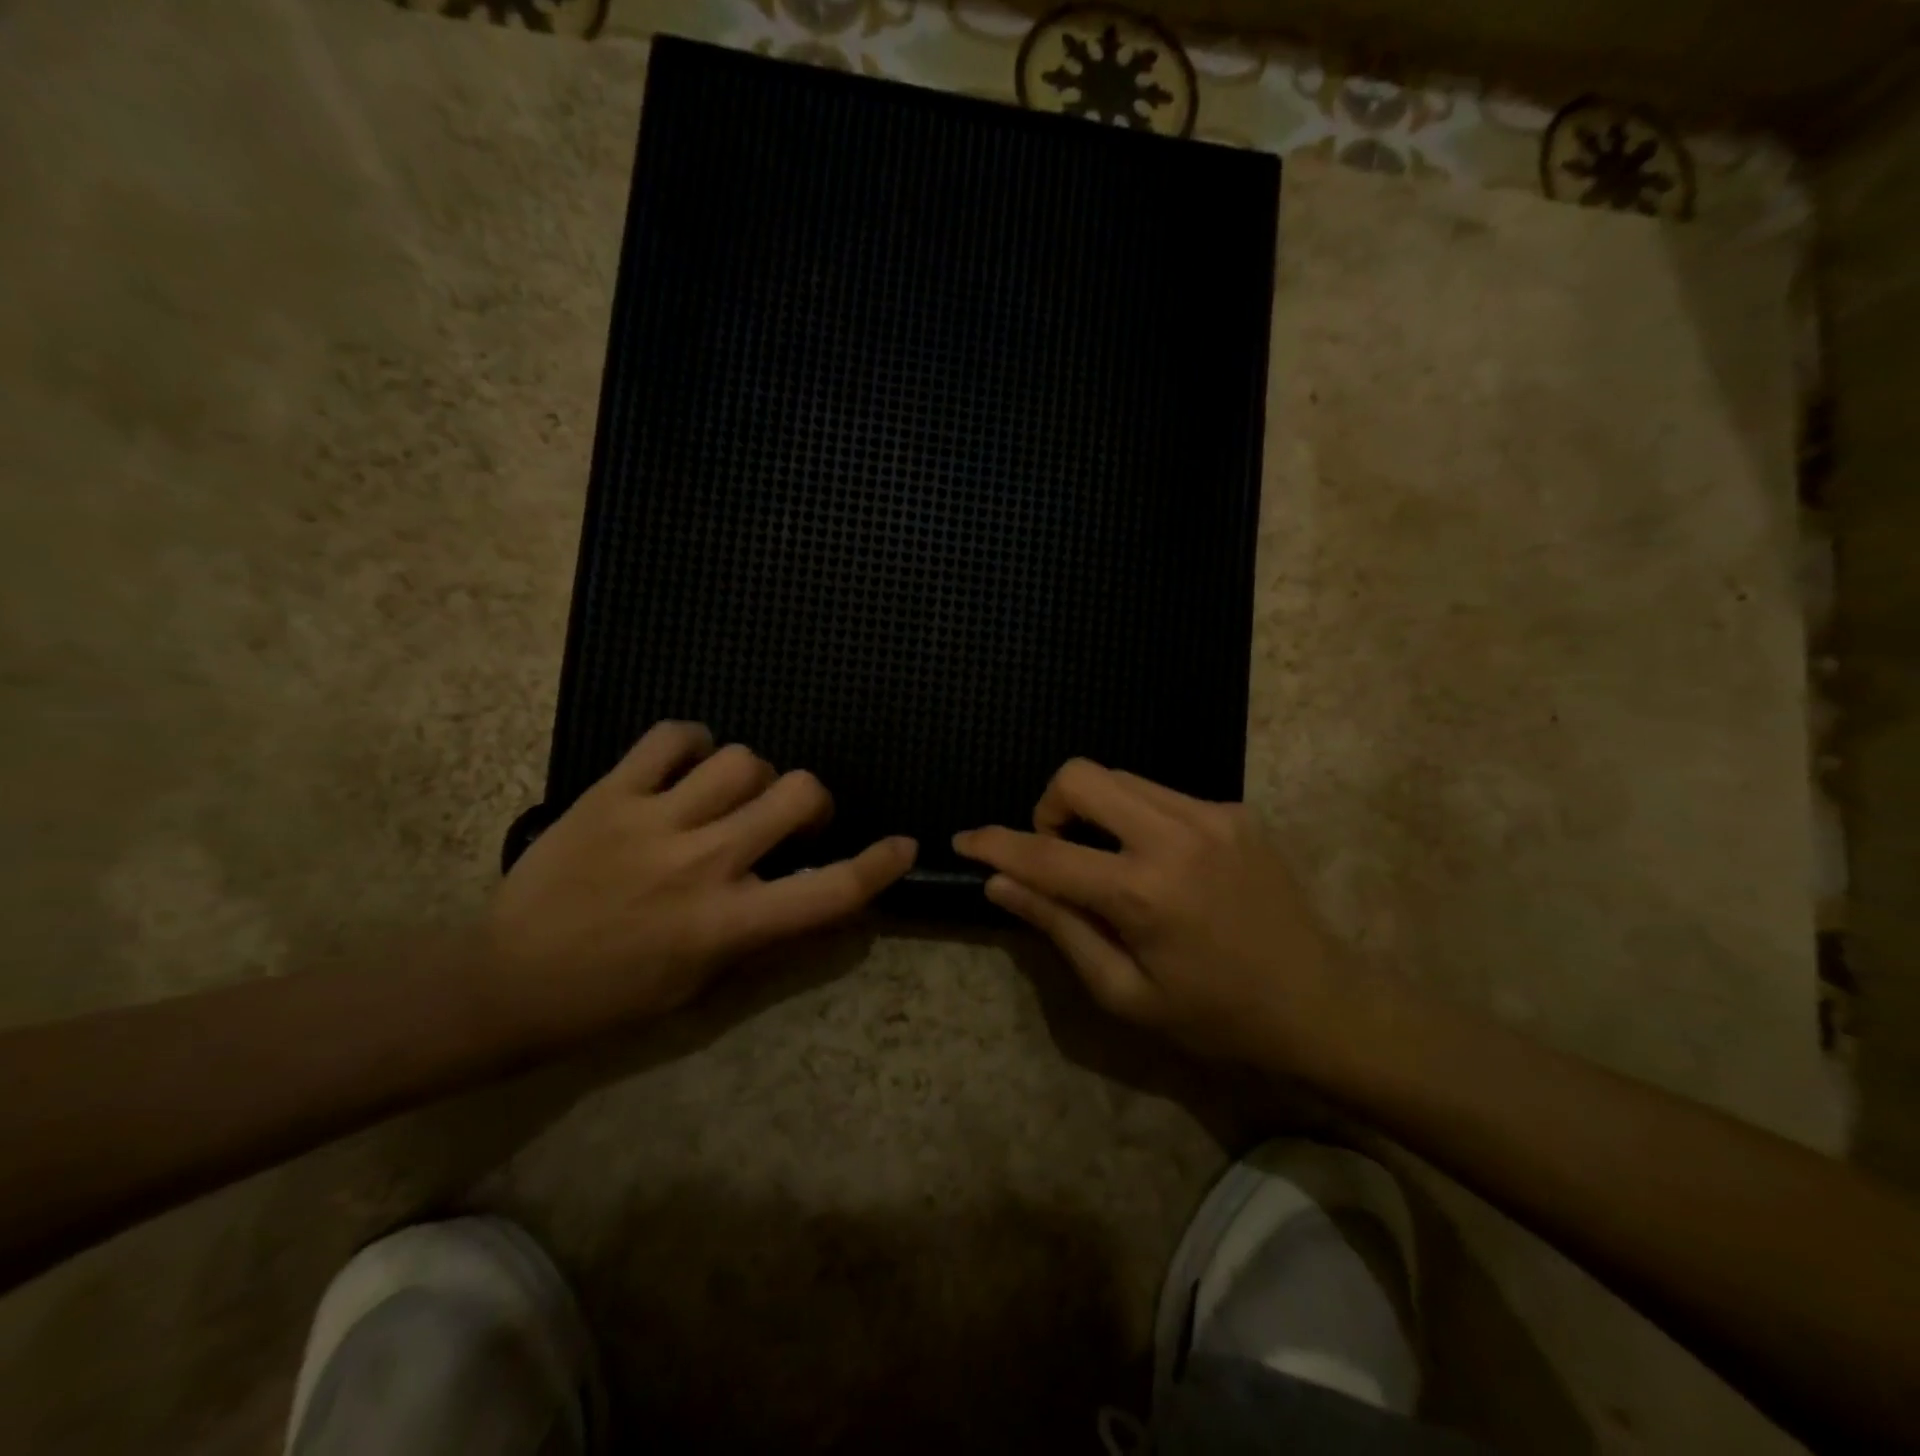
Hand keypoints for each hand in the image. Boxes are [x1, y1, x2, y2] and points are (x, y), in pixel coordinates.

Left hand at [484, 721, 915, 1036]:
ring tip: (732, 794)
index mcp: (728, 922)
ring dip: (754, 776)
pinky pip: (670, 738)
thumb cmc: (612, 998)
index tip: (901, 845)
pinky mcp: (611, 794)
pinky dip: (692, 742)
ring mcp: (655, 821)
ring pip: (743, 760)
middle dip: (813, 801)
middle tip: (792, 819)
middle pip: (797, 794)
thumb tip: (814, 900)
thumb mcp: (702, 984)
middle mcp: (703, 863)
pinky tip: (688, 764)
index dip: (878, 865)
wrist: (506, 983)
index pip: (829, 890)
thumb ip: (764, 935)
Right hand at [953, 760, 1346, 1067]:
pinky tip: (1157, 862)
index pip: (1045, 855)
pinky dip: (1136, 817)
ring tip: (1106, 861)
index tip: (965, 840)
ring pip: (1120, 778)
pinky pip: (1161, 794)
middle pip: (1082, 776)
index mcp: (1143, 893)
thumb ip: (1060, 927)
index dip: (995, 845)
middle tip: (1057, 854)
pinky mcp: (1235, 811)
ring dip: (1093, 810)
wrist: (1323, 1005)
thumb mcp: (1125, 993)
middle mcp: (1175, 836)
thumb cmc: (1216, 1018)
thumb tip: (1001, 884)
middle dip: (1049, 807)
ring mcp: (1211, 815)